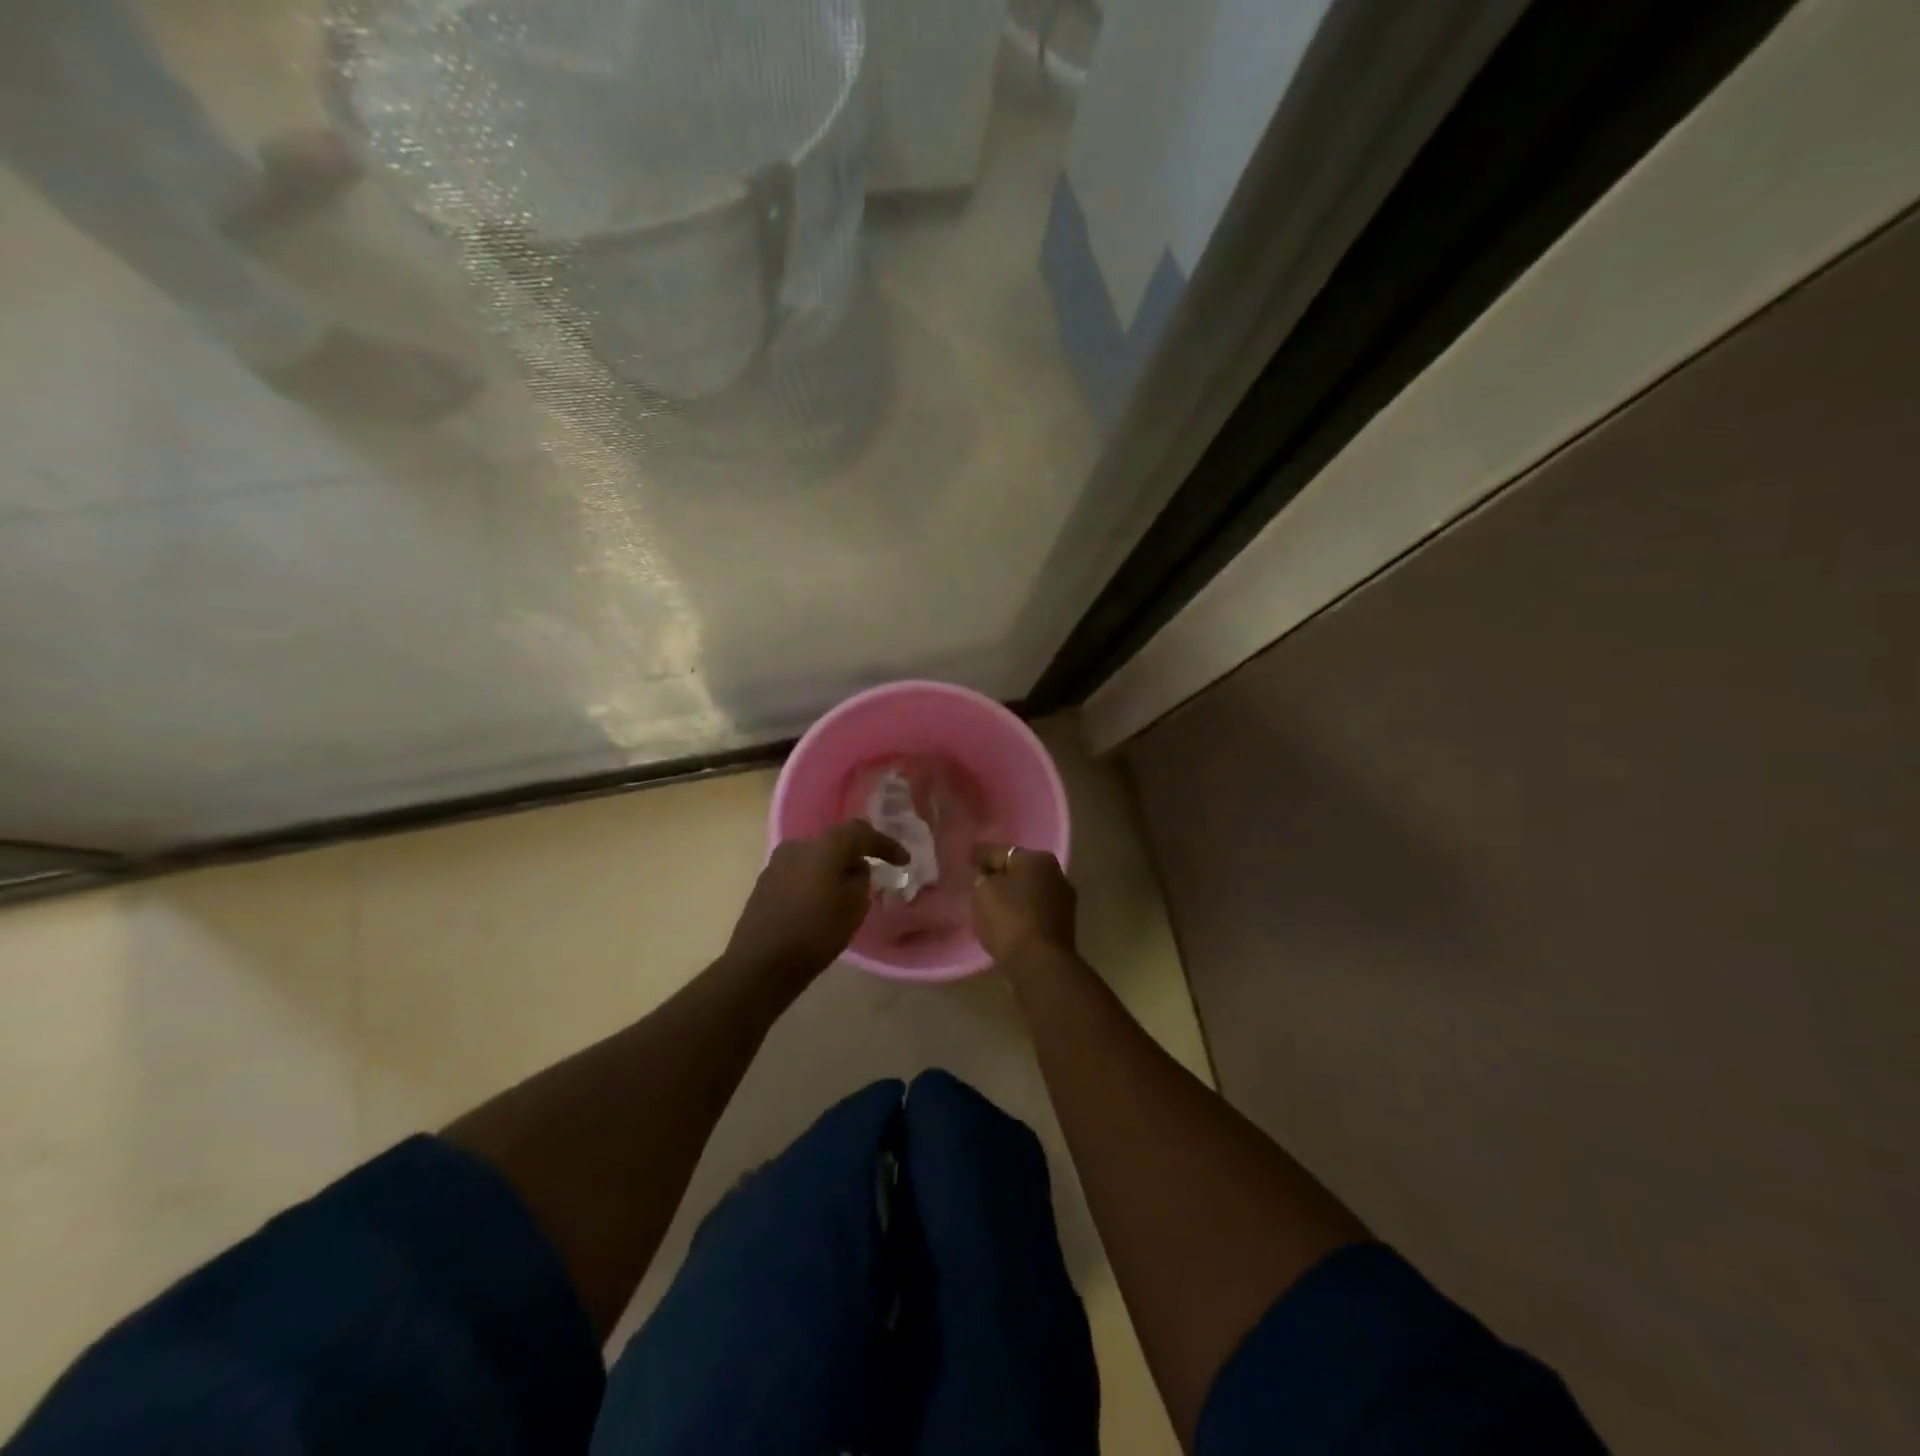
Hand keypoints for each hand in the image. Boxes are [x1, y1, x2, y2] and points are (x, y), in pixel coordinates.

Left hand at [725, 821, 906, 983]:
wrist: (759, 964)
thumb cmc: (814, 935)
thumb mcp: (853, 909)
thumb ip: (861, 881)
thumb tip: (855, 869)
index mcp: (823, 848)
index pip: (860, 832)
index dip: (885, 844)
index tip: (903, 861)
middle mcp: (798, 846)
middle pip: (836, 843)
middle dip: (857, 856)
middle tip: (874, 874)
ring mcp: (777, 863)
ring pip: (817, 858)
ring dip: (834, 869)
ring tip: (848, 892)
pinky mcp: (766, 882)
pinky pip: (801, 872)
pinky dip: (816, 880)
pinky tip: (822, 902)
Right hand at [971, 843, 1077, 962]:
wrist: (1039, 965)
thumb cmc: (1010, 919)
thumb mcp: (984, 891)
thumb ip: (983, 878)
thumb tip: (989, 878)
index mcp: (1038, 859)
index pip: (1001, 852)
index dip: (981, 855)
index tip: (968, 858)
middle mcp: (1056, 875)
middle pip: (1019, 871)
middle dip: (1000, 875)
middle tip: (978, 882)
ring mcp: (1063, 902)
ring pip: (1028, 893)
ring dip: (1012, 896)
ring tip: (989, 905)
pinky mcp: (1062, 927)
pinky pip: (1033, 913)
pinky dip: (1020, 914)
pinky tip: (1006, 922)